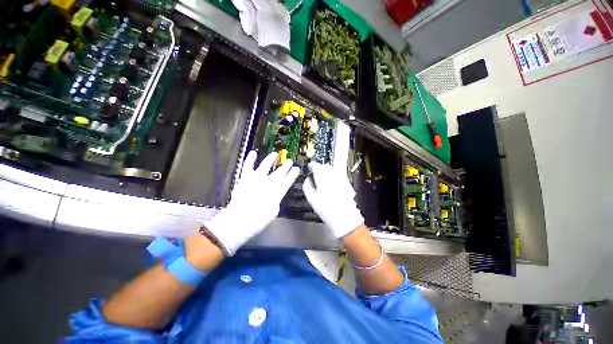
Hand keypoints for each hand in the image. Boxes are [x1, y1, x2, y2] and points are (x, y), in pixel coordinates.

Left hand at [204, 151, 299, 255]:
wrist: (239, 220)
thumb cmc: (259, 219)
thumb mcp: (274, 211)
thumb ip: (276, 199)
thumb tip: (276, 193)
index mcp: (277, 191)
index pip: (288, 180)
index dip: (293, 174)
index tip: (296, 168)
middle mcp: (268, 182)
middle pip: (279, 172)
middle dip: (286, 166)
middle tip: (290, 161)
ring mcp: (256, 178)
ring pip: (266, 165)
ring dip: (271, 159)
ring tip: (275, 154)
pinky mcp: (245, 178)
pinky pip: (248, 166)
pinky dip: (250, 159)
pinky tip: (253, 152)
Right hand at [302, 162, 363, 238]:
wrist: (344, 217)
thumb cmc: (325, 209)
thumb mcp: (311, 200)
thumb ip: (307, 187)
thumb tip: (307, 179)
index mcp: (322, 179)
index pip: (316, 166)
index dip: (312, 165)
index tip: (309, 167)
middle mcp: (332, 176)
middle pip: (325, 166)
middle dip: (320, 168)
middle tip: (316, 173)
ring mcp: (341, 178)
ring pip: (333, 169)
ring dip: (327, 171)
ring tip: (324, 177)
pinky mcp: (347, 182)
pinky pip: (339, 174)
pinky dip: (334, 175)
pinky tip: (332, 182)